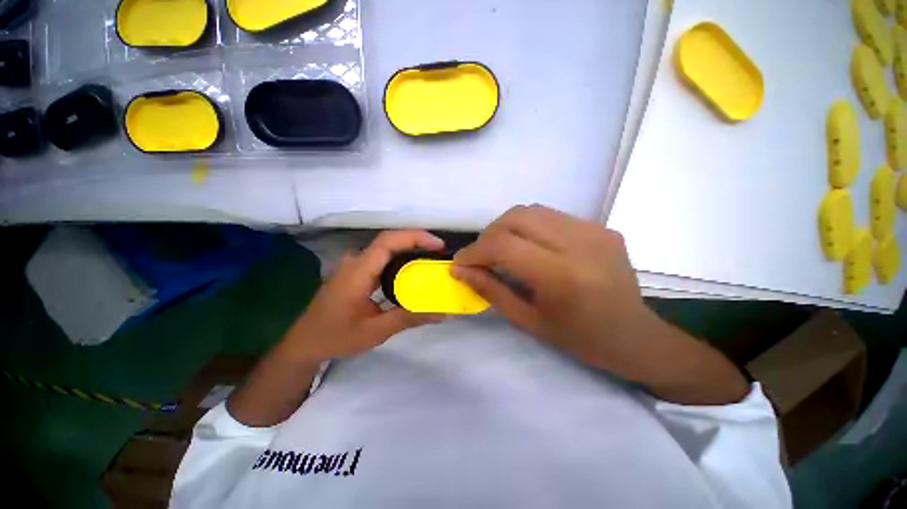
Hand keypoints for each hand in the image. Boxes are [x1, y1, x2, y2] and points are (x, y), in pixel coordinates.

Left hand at [284, 230, 446, 361]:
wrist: (304, 344)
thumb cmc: (336, 337)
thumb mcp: (375, 331)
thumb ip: (409, 318)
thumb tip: (441, 313)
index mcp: (358, 271)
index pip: (388, 241)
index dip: (414, 237)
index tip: (438, 245)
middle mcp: (355, 262)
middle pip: (389, 241)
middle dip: (417, 242)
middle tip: (440, 254)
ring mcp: (354, 266)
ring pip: (386, 249)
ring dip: (409, 250)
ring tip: (430, 260)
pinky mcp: (355, 273)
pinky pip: (381, 260)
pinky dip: (400, 260)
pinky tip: (411, 273)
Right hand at [451, 205, 646, 369]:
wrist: (634, 336)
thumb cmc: (579, 338)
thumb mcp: (528, 321)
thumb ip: (491, 291)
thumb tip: (460, 270)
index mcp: (562, 276)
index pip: (504, 244)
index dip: (475, 251)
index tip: (461, 263)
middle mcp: (580, 244)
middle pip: (516, 217)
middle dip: (488, 234)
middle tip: (481, 256)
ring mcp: (594, 230)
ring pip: (532, 210)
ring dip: (507, 227)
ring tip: (501, 249)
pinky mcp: (600, 226)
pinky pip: (551, 216)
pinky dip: (529, 227)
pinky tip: (529, 246)